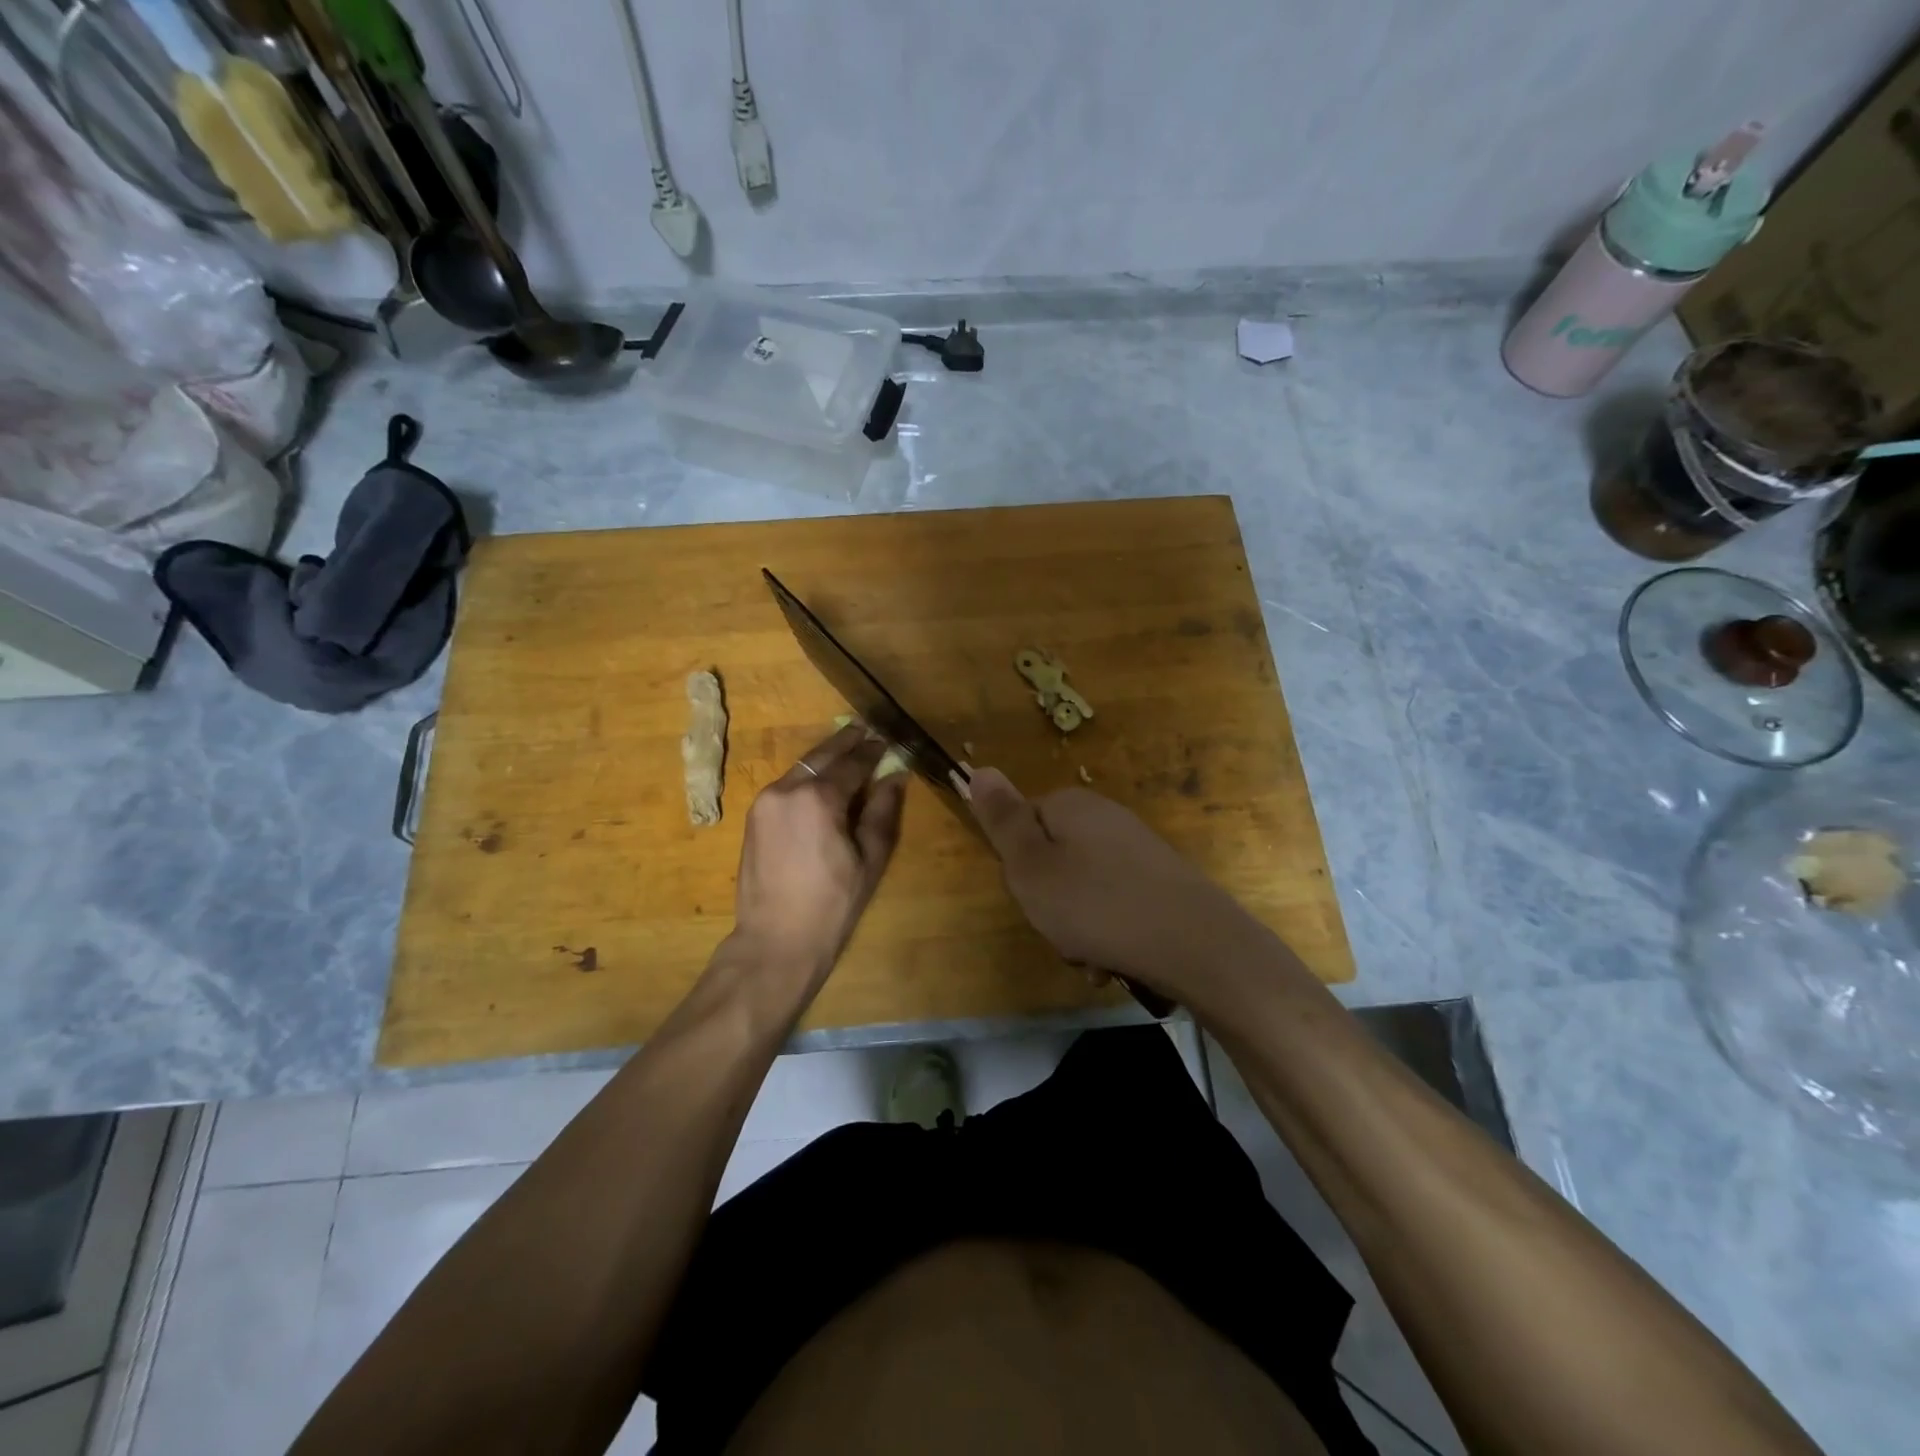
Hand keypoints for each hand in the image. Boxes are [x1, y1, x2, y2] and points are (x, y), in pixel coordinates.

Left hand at [725, 724, 906, 996]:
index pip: (852, 763)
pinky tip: (822, 781)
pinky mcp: (754, 817)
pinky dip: (807, 777)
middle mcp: (787, 789)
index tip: (888, 742)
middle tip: (865, 730)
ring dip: (825, 758)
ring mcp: (765, 802)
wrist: (774, 941)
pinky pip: (786, 785)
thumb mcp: (869, 859)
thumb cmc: (832, 905)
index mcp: (818, 798)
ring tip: (847, 751)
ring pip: (801, 767)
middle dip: (846, 742)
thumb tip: (894, 777)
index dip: (873, 751)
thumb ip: (882, 812)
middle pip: (821, 755)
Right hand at [966, 768, 1279, 1012]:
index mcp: (1070, 805)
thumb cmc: (1097, 905)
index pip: (1020, 824)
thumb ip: (1002, 820)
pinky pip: (1114, 903)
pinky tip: (1115, 961)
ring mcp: (1136, 848)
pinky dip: (1108, 932)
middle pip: (1052, 858)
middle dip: (1049, 901)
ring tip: (1091, 957)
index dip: (1017, 865)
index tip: (1030, 895)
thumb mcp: (1031, 866)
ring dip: (1077, 926)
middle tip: (1059, 931)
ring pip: (1082, 887)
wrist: (1197, 944)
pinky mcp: (1160, 880)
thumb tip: (978, 768)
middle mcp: (1104, 817)